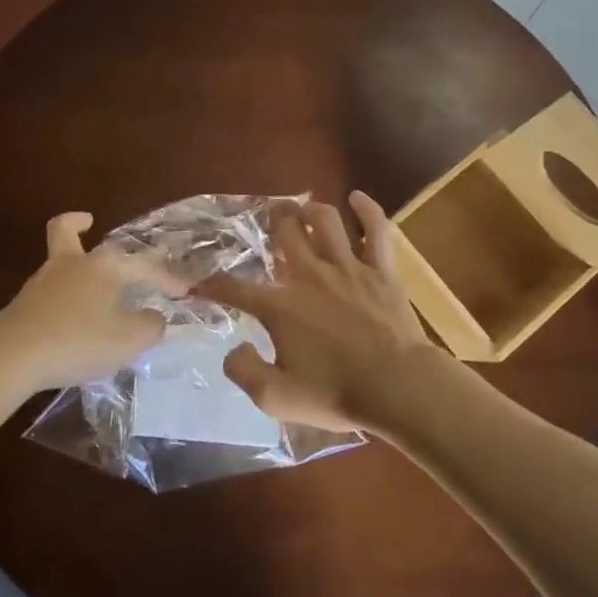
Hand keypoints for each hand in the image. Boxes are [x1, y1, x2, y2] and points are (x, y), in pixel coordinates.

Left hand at [0, 212, 185, 391]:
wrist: (11, 356)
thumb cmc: (78, 340)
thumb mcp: (128, 340)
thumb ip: (149, 326)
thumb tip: (153, 317)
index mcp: (104, 266)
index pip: (143, 266)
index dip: (166, 278)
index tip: (184, 290)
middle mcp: (72, 264)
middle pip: (67, 230)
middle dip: (78, 223)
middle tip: (88, 220)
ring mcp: (42, 282)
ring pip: (58, 258)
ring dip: (72, 261)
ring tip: (89, 283)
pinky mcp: (23, 305)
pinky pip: (48, 289)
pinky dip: (61, 293)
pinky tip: (70, 316)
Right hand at [199, 192, 450, 435]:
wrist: (398, 387)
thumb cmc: (336, 394)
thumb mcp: (276, 398)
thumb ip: (244, 371)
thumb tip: (233, 348)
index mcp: (281, 308)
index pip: (236, 289)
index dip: (212, 285)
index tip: (199, 284)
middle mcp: (310, 276)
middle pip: (286, 232)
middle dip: (272, 220)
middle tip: (268, 215)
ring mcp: (348, 268)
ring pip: (326, 221)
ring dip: (310, 209)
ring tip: (303, 208)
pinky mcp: (381, 270)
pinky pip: (375, 229)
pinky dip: (366, 209)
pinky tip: (356, 197)